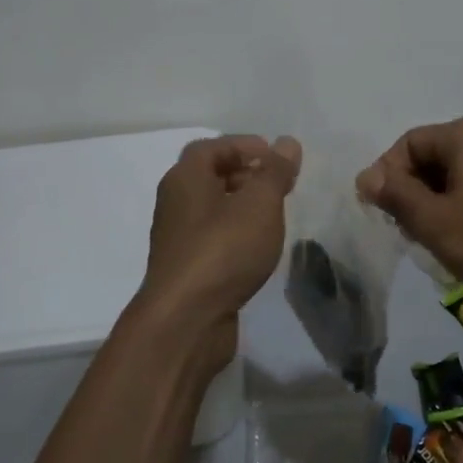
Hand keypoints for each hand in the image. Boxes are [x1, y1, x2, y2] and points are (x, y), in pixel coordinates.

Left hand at [135, 135, 301, 367]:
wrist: (186, 320)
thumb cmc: (223, 250)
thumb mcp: (259, 204)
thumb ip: (275, 172)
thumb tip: (287, 142)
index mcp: (185, 178)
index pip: (211, 147)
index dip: (244, 145)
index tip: (275, 156)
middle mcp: (175, 203)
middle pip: (210, 175)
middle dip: (246, 173)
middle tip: (280, 184)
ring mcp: (178, 238)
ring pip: (212, 208)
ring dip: (242, 205)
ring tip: (275, 214)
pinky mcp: (186, 268)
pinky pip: (212, 237)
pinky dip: (235, 232)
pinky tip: (257, 247)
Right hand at [355, 116, 462, 304]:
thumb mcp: (433, 219)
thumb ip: (396, 195)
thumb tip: (366, 177)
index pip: (408, 144)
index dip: (388, 175)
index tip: (381, 212)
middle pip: (430, 159)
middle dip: (410, 193)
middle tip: (405, 230)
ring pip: (451, 179)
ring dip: (432, 207)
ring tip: (430, 240)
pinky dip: (457, 212)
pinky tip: (457, 243)